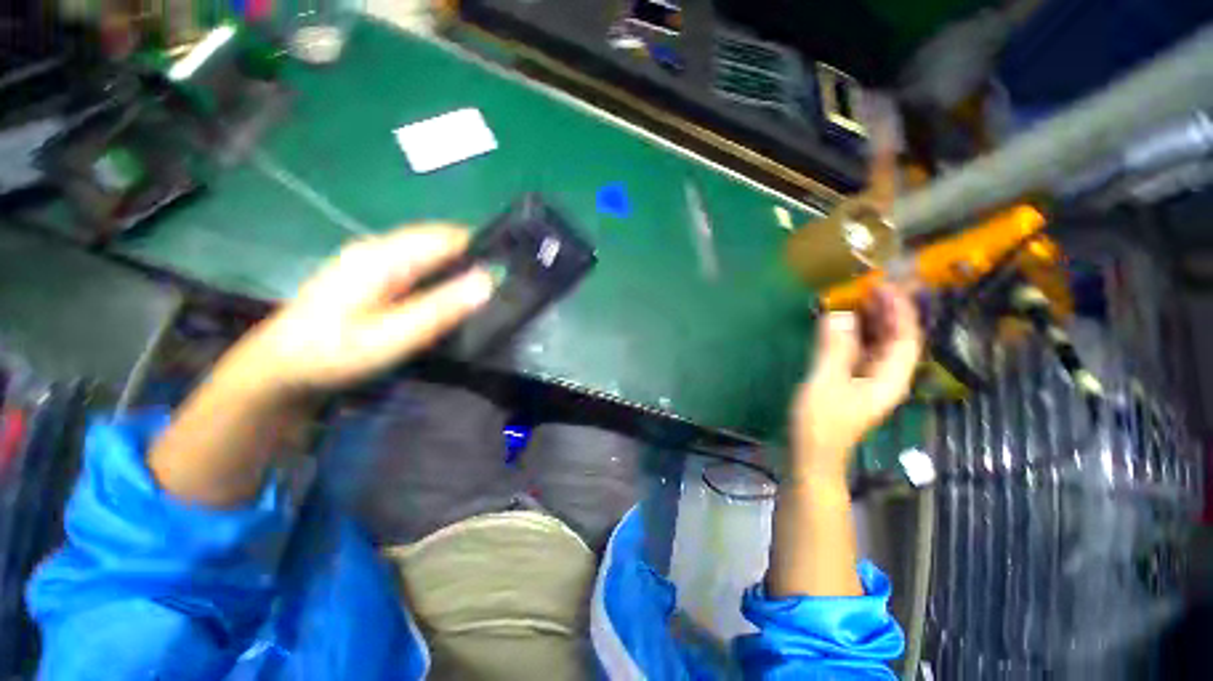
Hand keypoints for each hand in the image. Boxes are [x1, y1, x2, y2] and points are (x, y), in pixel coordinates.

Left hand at [233, 224, 493, 395]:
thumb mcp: (393, 336)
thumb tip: (488, 281)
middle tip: (503, 283)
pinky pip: (417, 264)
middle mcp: (378, 248)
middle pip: (438, 240)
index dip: (481, 246)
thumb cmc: (335, 353)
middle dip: (472, 255)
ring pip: (428, 251)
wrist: (280, 368)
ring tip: (486, 289)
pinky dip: (441, 273)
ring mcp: (372, 259)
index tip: (510, 267)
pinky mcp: (370, 273)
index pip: (445, 236)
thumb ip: (441, 308)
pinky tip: (450, 294)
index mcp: (383, 256)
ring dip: (458, 265)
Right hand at [790, 284, 922, 480]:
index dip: (899, 310)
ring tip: (855, 299)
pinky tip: (840, 326)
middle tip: (867, 287)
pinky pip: (860, 352)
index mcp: (889, 378)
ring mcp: (868, 381)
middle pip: (896, 339)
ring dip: (870, 322)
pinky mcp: (851, 383)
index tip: (883, 286)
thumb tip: (840, 315)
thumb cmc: (821, 422)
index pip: (906, 337)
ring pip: (878, 345)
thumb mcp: (826, 382)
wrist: (812, 454)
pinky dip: (853, 335)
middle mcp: (886, 377)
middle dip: (887, 312)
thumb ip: (835, 349)